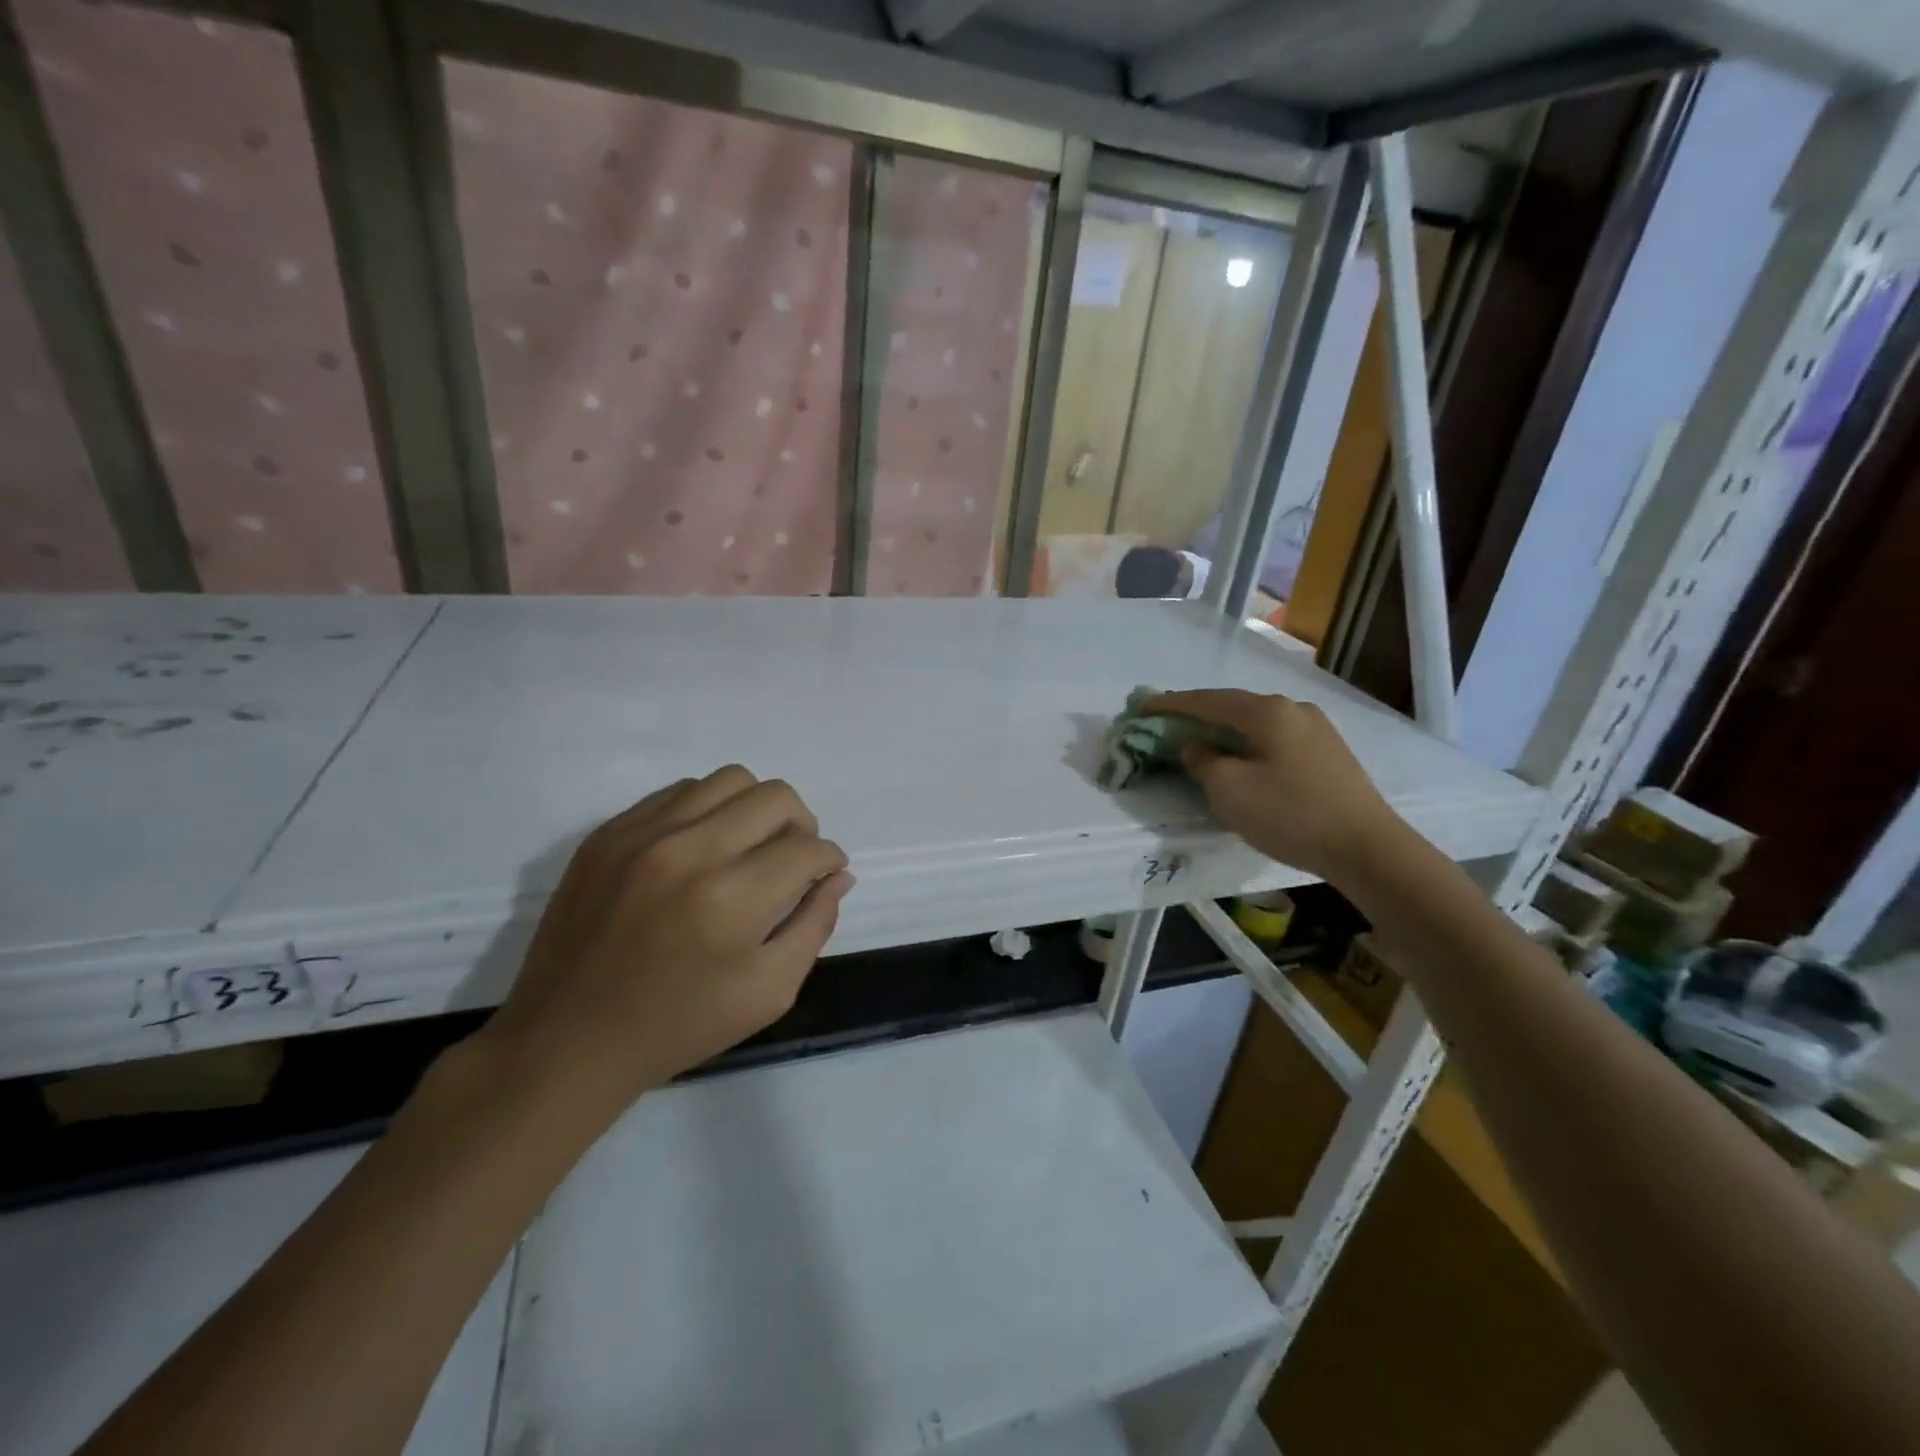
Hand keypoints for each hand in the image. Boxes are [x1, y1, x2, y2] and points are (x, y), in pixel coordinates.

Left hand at [482, 767, 852, 1121]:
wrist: (568, 1040)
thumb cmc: (679, 1026)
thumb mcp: (769, 993)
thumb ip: (814, 926)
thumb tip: (837, 876)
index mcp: (731, 899)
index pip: (807, 849)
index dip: (829, 861)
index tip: (824, 875)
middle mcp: (688, 850)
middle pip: (776, 797)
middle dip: (802, 826)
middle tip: (792, 859)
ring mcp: (641, 834)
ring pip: (729, 780)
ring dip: (756, 809)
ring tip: (748, 846)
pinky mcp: (608, 832)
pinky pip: (679, 791)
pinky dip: (707, 810)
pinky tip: (702, 847)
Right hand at [1142, 689, 1407, 884]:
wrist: (1368, 848)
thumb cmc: (1290, 814)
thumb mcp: (1228, 790)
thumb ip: (1202, 760)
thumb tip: (1196, 746)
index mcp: (1266, 712)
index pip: (1206, 700)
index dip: (1170, 703)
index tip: (1140, 706)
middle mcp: (1293, 709)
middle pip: (1233, 707)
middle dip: (1197, 716)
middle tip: (1167, 726)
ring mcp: (1316, 729)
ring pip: (1256, 724)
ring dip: (1224, 732)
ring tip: (1201, 744)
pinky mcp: (1329, 753)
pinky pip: (1275, 739)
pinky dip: (1249, 744)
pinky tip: (1243, 761)